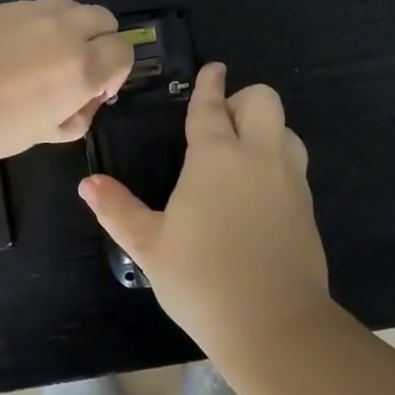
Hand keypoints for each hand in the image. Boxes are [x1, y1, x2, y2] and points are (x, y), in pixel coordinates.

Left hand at [0, 0, 132, 176]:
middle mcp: (60, 28)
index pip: (124, 51)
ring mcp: (24, 10)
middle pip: (102, 18)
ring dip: (65, 30)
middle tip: (72, 72)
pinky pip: (25, 11)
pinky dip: (27, 28)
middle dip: (98, 43)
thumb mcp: (39, 135)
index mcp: (81, 64)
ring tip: (36, 61)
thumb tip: (80, 102)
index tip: (94, 93)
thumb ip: (72, 115)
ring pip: (64, 8)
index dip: (115, 73)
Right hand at [79, 63, 331, 352]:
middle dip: (242, 100)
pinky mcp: (306, 207)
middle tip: (220, 126)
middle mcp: (257, 157)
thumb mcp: (149, 246)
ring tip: (240, 157)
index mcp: (215, 157)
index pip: (211, 107)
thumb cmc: (202, 280)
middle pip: (263, 100)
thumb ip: (117, 210)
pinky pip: (294, 164)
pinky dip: (276, 161)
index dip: (209, 85)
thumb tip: (87, 184)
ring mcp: (289, 180)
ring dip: (265, 130)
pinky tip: (256, 194)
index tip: (212, 69)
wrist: (274, 325)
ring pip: (286, 129)